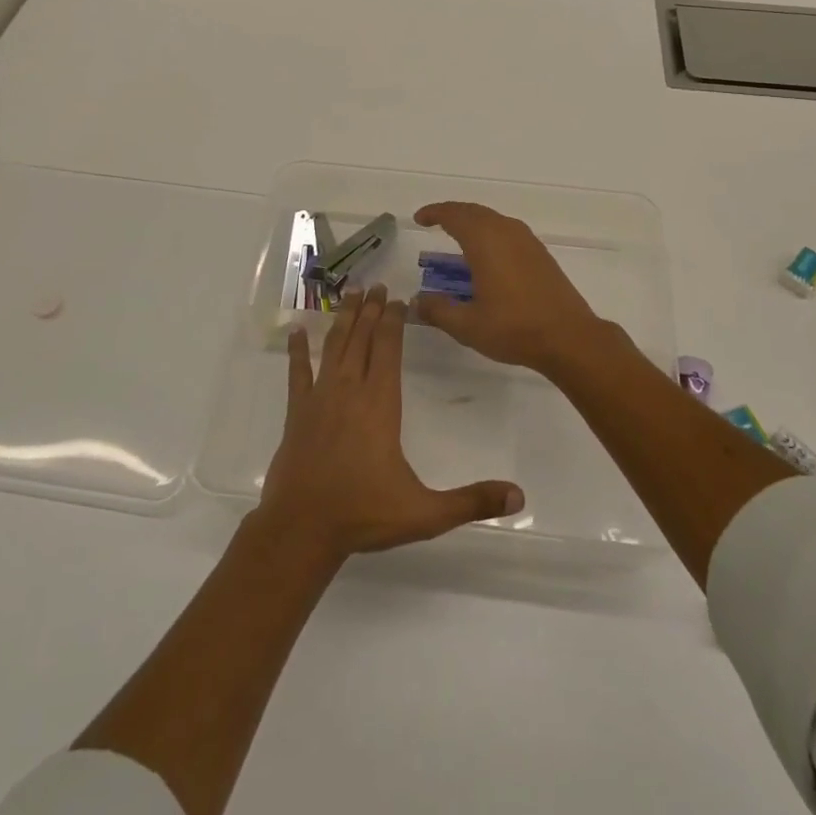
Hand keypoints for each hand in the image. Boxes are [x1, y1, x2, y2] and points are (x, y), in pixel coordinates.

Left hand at [256, 284, 524, 561]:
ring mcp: (320, 398)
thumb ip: (471, 501)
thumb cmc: (364, 515)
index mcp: (380, 404)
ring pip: (333, 346)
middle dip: (371, 310)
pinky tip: (296, 331)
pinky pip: (297, 372)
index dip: (394, 321)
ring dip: (343, 319)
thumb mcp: (425, 513)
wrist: (302, 530)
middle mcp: (350, 390)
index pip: (388, 349)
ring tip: (350, 294)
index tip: (398, 299)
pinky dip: (297, 350)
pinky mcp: (297, 412)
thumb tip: (519, 497)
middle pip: (362, 338)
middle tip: (376, 285)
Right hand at [411, 202, 618, 374]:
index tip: (420, 218)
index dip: (435, 213)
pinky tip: (487, 254)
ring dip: (473, 222)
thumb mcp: (467, 325)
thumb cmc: (514, 328)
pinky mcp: (540, 253)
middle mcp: (506, 231)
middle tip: (435, 222)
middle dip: (452, 213)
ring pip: (493, 219)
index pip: (454, 215)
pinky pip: (508, 231)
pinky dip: (490, 233)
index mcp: (485, 241)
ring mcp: (527, 241)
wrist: (569, 337)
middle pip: (474, 211)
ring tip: (458, 236)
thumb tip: (417, 302)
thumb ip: (438, 310)